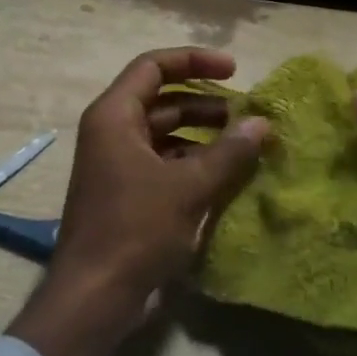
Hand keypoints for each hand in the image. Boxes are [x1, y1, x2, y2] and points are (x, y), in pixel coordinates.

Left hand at [9, 48, 268, 355]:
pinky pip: (164, 165)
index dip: (194, 60)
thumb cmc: (135, 230)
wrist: (95, 295)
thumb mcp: (188, 187)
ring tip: (245, 145)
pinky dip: (194, 164)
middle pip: (162, 101)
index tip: (236, 70)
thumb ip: (229, 152)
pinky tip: (226, 177)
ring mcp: (118, 166)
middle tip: (248, 115)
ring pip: (166, 135)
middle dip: (206, 104)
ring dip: (204, 136)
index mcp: (114, 117)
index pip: (153, 66)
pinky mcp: (128, 195)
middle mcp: (112, 133)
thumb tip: (262, 123)